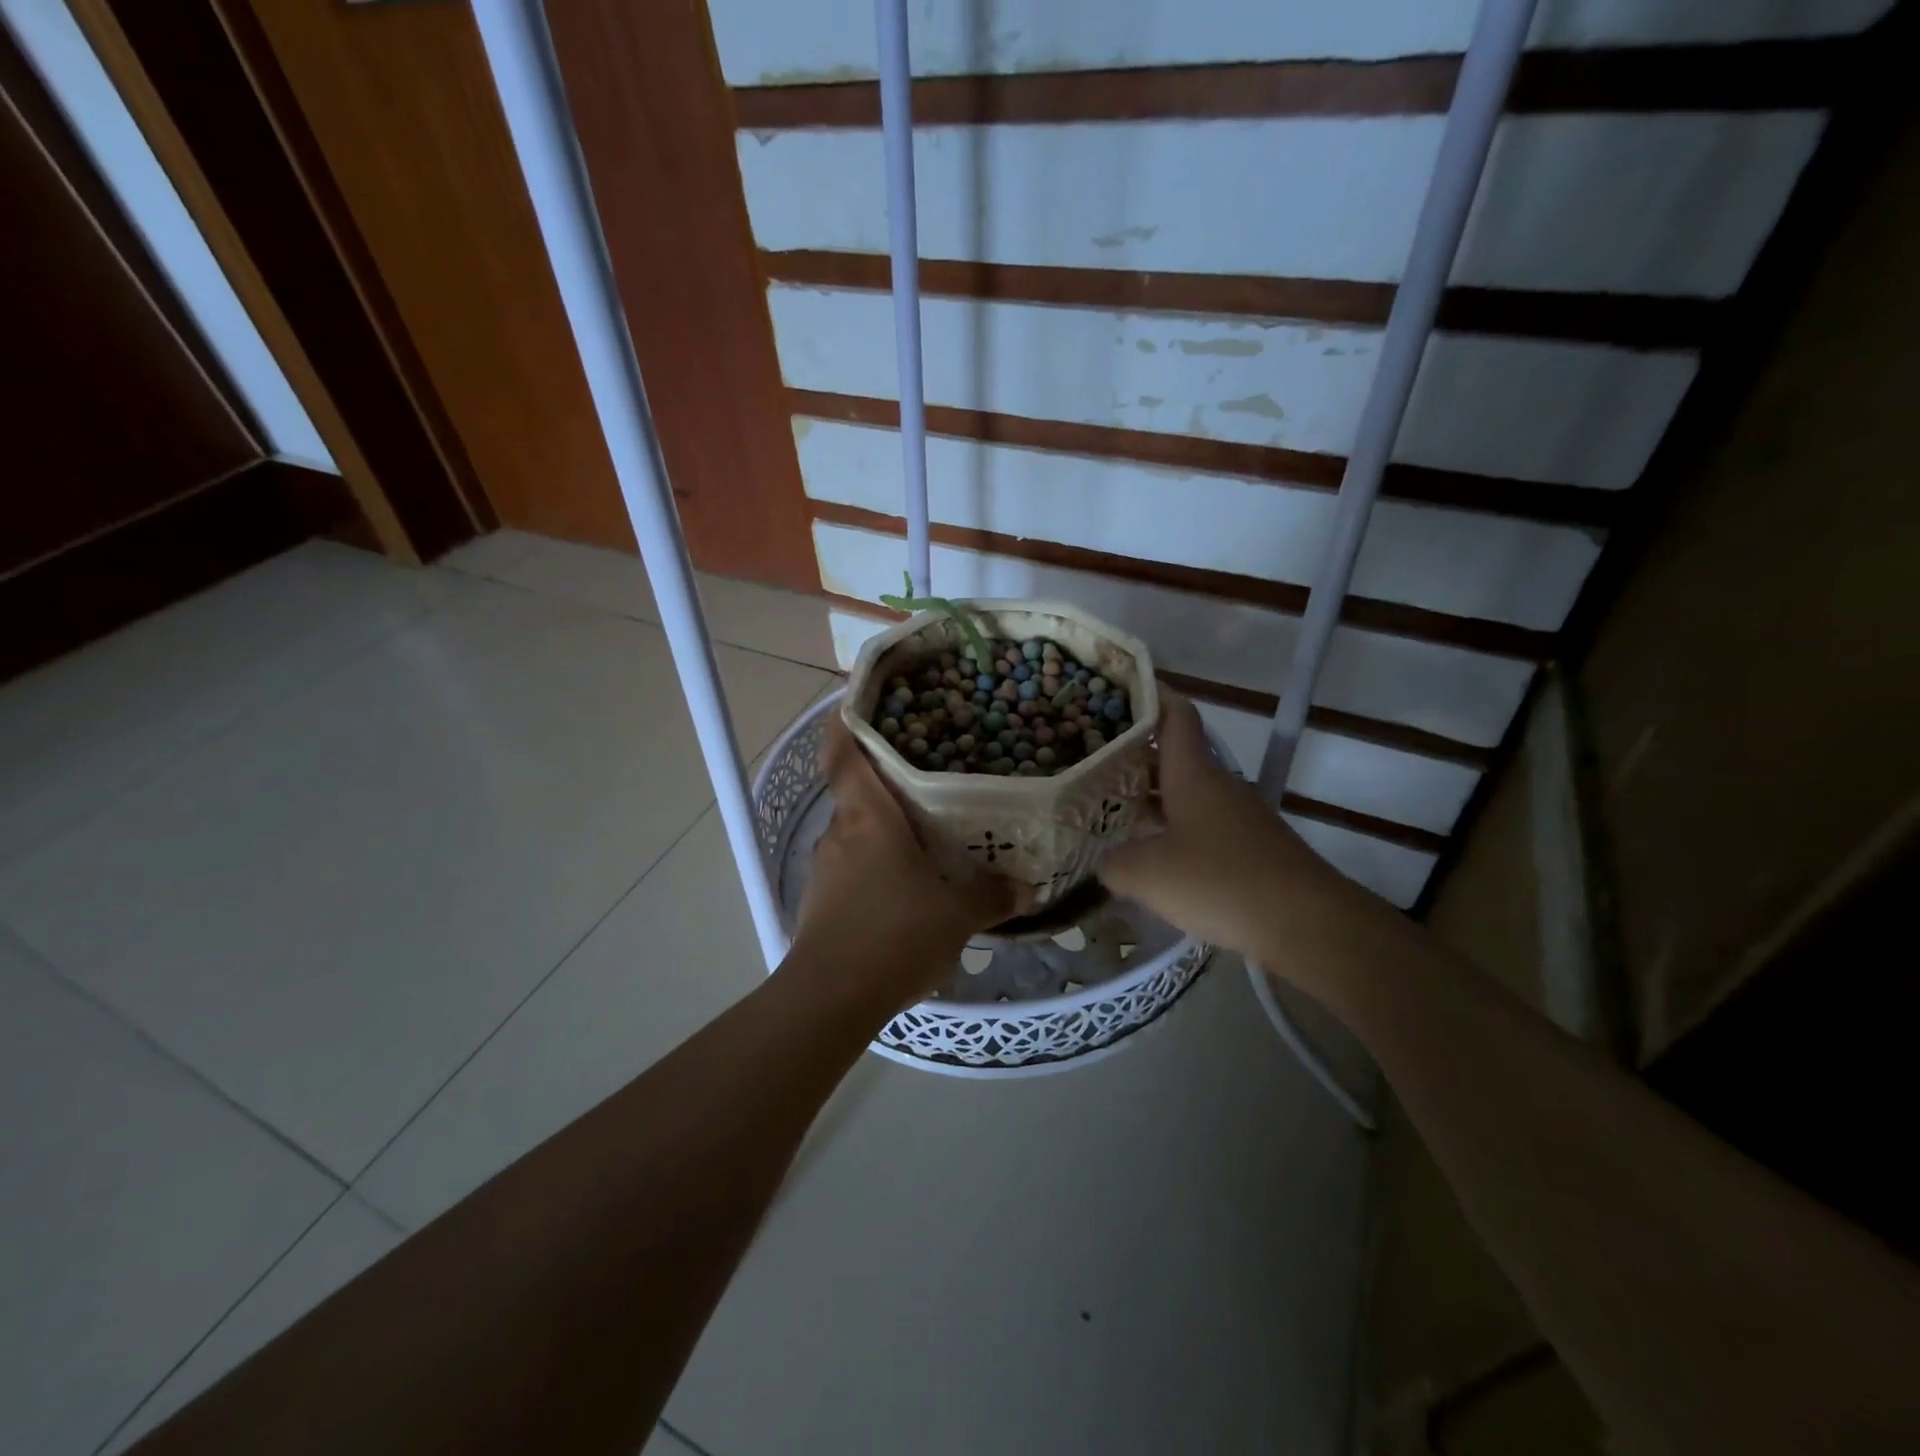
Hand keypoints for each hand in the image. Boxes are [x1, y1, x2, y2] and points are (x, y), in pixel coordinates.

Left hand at [791, 718, 1027, 1009]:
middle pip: (855, 793)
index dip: (843, 724)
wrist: (831, 999)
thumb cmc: (894, 936)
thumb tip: (1025, 887)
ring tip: (921, 833)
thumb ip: (990, 895)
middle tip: (924, 775)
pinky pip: (851, 867)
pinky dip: (874, 864)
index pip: (843, 755)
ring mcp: (826, 868)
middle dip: (884, 782)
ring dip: (882, 829)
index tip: (854, 703)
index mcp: (868, 819)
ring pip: (855, 832)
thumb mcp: (956, 915)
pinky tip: (904, 885)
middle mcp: (840, 833)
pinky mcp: (821, 901)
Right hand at [1100, 690, 1347, 975]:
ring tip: (1108, 808)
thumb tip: (1106, 861)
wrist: (1307, 923)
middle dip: (1132, 755)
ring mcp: (1237, 816)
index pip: (1175, 714)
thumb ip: (1113, 862)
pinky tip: (1149, 855)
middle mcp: (1217, 784)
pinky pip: (1200, 825)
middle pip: (1172, 756)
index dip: (1150, 695)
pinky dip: (1171, 829)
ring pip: (1184, 794)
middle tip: (1089, 761)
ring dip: (1150, 797)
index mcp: (1193, 773)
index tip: (1118, 688)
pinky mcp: (1249, 847)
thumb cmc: (1219, 880)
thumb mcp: (1146, 874)